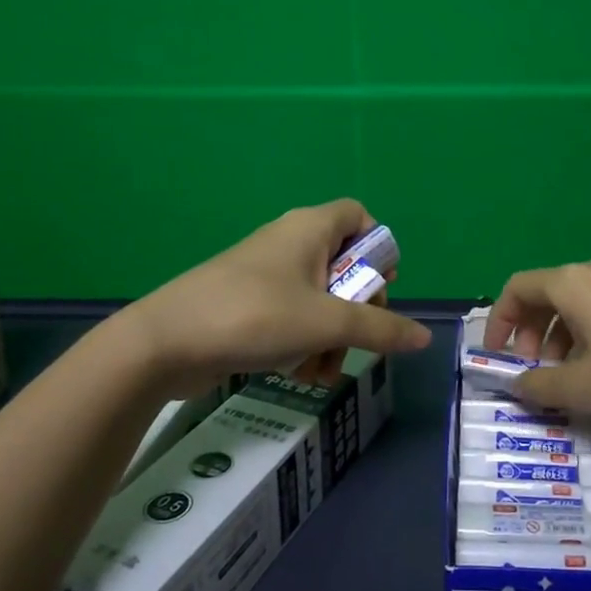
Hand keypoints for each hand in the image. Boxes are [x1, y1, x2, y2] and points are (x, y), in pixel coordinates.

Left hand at [121, 199, 431, 395]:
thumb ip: (380, 330)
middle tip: (357, 339)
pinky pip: (291, 318)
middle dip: (357, 311)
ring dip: (331, 338)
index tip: (380, 286)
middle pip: (344, 266)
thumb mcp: (326, 325)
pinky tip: (299, 375)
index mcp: (310, 229)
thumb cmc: (255, 317)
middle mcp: (289, 243)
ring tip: (323, 372)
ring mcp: (265, 275)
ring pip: (319, 300)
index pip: (359, 215)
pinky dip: (303, 343)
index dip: (377, 247)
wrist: (165, 343)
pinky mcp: (247, 305)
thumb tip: (424, 337)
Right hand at [484, 253, 590, 425]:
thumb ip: (539, 386)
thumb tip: (518, 385)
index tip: (499, 355)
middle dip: (534, 332)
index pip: (518, 288)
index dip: (501, 321)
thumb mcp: (582, 388)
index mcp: (573, 282)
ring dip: (563, 333)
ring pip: (580, 299)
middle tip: (536, 370)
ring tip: (571, 373)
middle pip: (549, 292)